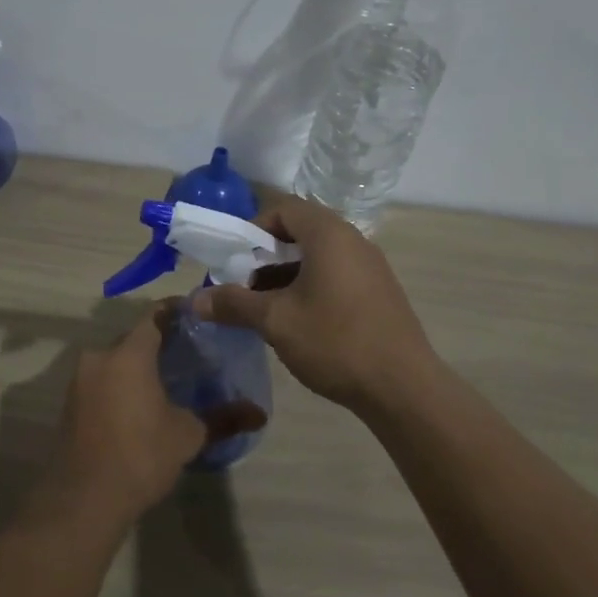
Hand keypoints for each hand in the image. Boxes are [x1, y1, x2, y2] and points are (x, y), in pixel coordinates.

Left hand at [40, 306, 265, 528]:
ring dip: (138, 364)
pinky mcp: (70, 403)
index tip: (198, 316)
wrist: (84, 500)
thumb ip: (223, 418)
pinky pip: (102, 380)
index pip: (155, 316)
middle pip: (133, 337)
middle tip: (188, 351)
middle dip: (159, 341)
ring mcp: (80, 381)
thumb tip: (259, 413)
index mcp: (129, 353)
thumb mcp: (188, 436)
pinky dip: (121, 383)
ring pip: (116, 360)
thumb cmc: (141, 456)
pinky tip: (141, 402)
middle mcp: (100, 357)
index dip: (177, 311)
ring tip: (168, 378)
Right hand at [195, 195, 434, 414]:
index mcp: (329, 234)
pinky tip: (298, 323)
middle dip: (266, 256)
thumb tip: (194, 300)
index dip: (253, 229)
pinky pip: (337, 276)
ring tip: (265, 309)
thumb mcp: (276, 321)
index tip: (235, 260)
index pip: (284, 209)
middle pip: (301, 232)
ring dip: (286, 275)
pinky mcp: (379, 293)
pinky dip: (311, 288)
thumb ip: (233, 304)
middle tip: (244, 286)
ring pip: (318, 257)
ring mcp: (371, 267)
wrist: (403, 387)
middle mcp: (353, 241)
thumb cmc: (335, 341)